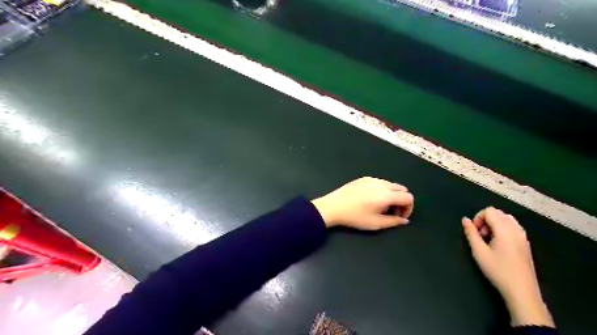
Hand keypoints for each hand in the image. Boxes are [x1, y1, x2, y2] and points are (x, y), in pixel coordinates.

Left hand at [310, 178, 413, 230]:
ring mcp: (372, 179)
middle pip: (402, 189)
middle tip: (391, 212)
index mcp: (387, 194)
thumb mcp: (376, 223)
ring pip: (391, 185)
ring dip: (392, 195)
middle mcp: (382, 183)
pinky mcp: (363, 178)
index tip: (399, 217)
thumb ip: (394, 221)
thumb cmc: (355, 217)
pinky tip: (371, 199)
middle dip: (401, 201)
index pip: (408, 197)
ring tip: (381, 206)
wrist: (333, 207)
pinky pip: (380, 182)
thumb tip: (404, 220)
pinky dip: (382, 190)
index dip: (408, 208)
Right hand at [461, 208, 554, 325]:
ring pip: (506, 219)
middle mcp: (516, 229)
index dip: (478, 218)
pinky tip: (498, 245)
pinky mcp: (525, 244)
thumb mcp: (479, 252)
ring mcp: (523, 236)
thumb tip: (465, 220)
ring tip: (488, 240)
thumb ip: (471, 233)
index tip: (474, 232)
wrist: (521, 291)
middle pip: (498, 213)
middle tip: (480, 236)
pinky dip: (502, 229)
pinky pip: (512, 227)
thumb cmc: (498, 270)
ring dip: (494, 224)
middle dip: (485, 220)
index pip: (489, 211)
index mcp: (505, 229)